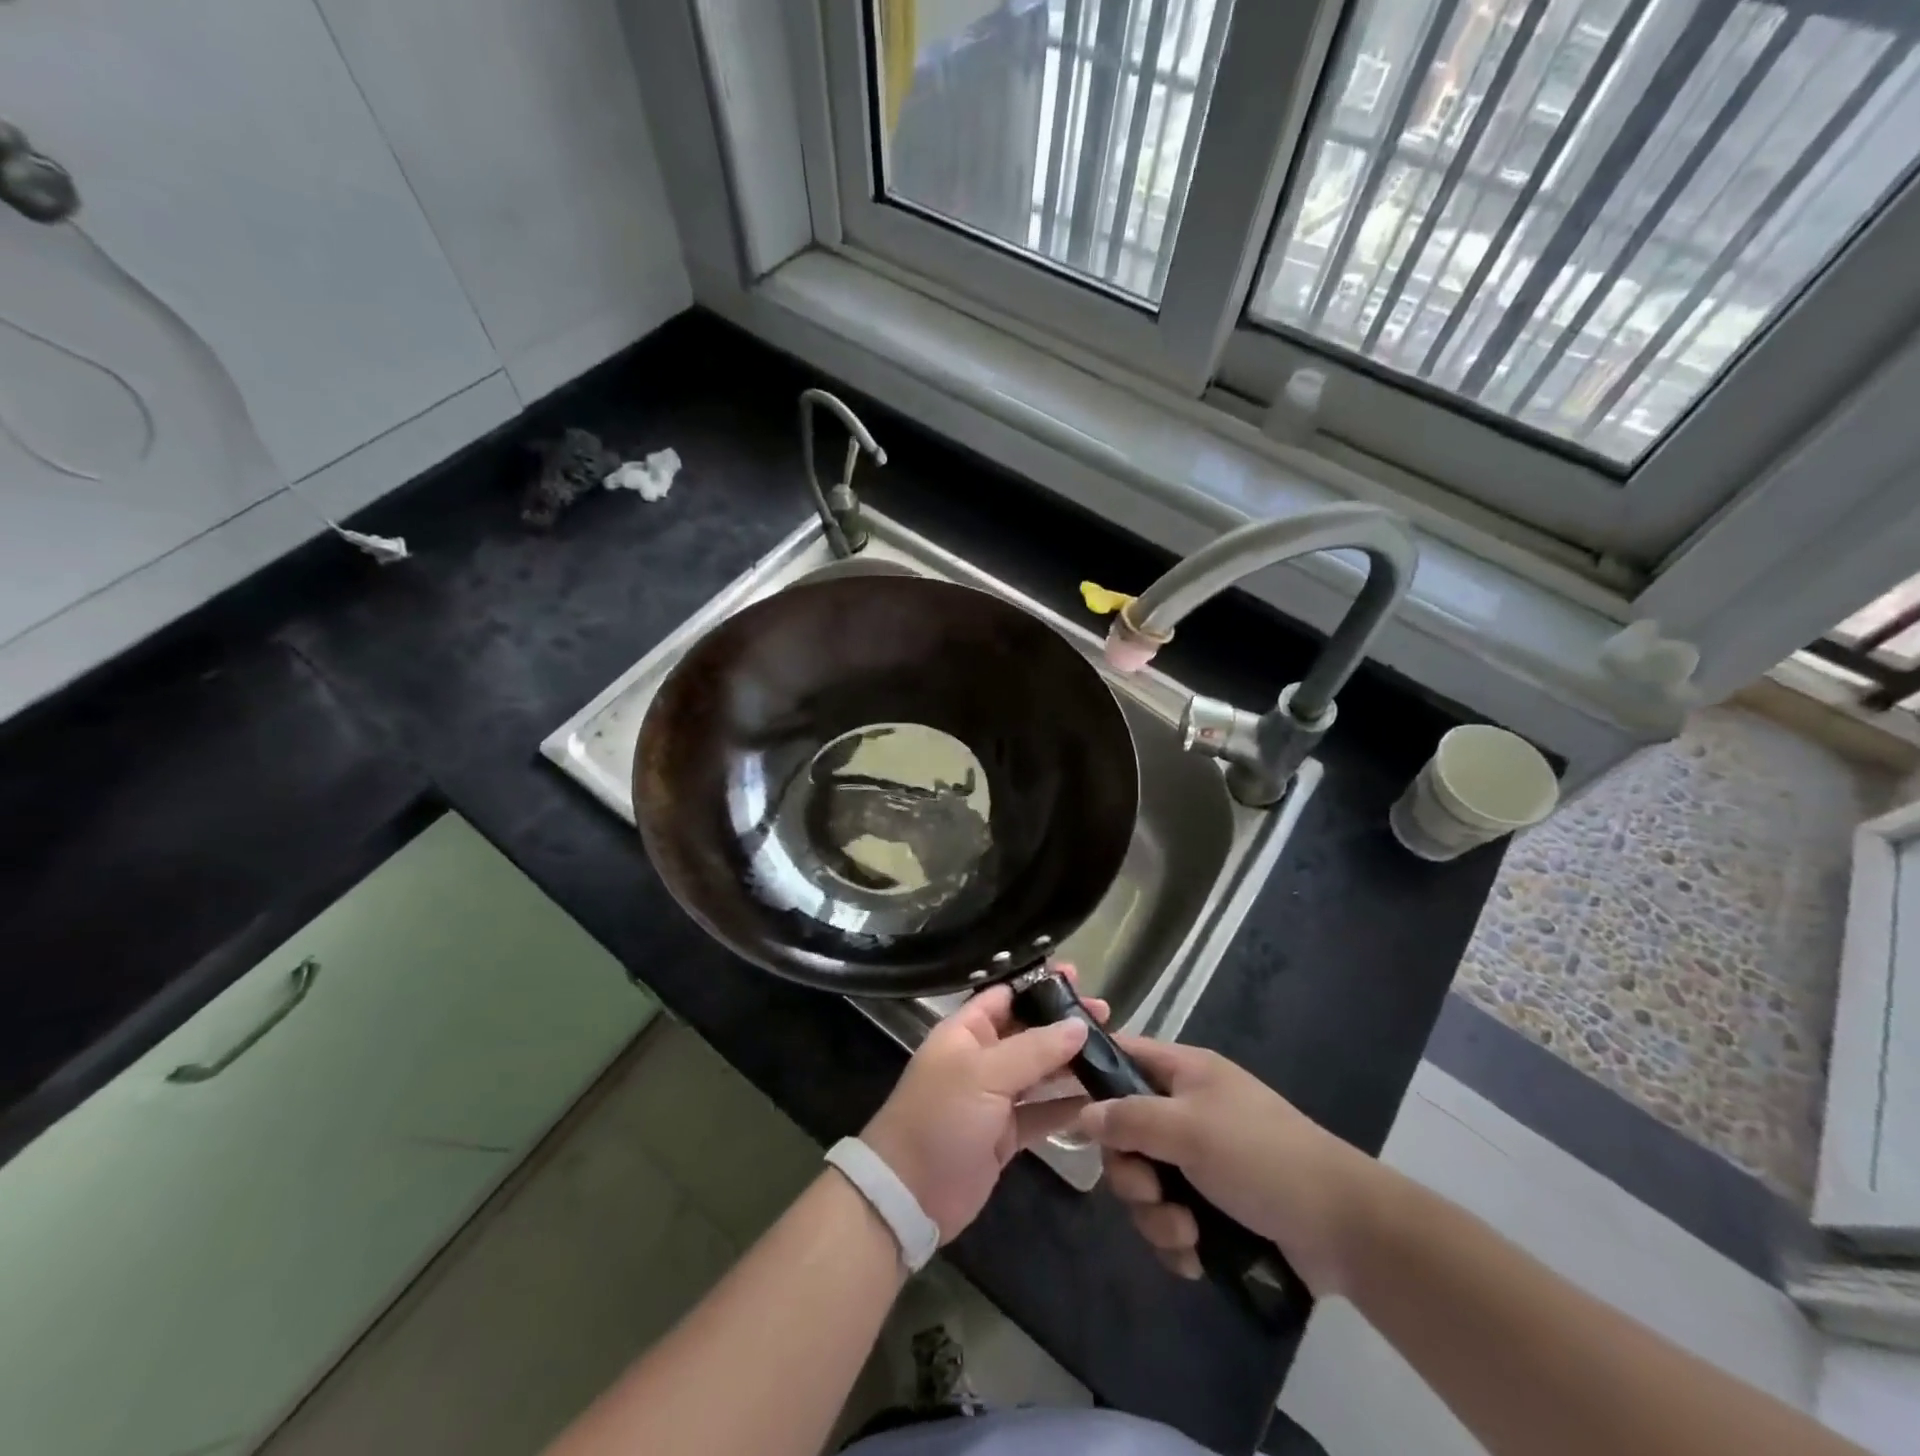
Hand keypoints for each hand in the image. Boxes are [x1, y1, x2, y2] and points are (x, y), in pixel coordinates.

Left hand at [860, 971, 1106, 1244]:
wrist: (909, 1195)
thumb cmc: (941, 1117)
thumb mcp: (985, 1074)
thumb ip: (1034, 1049)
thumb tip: (1079, 1025)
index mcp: (966, 1031)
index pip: (1006, 996)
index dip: (1040, 986)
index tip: (1078, 979)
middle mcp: (982, 1057)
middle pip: (1029, 1031)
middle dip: (1064, 1023)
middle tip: (1107, 1016)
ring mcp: (995, 1097)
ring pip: (1040, 1071)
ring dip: (1071, 1062)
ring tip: (1113, 1051)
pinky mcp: (1007, 1134)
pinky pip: (1043, 1111)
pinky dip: (1068, 1105)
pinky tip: (1100, 1098)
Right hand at [1079, 1036, 1382, 1296]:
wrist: (1343, 1229)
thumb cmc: (1261, 1157)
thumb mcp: (1189, 1129)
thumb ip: (1130, 1118)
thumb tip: (1082, 1114)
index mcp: (1184, 1073)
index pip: (1122, 1055)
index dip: (1091, 1074)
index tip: (1065, 1107)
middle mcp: (1186, 1111)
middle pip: (1124, 1133)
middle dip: (1131, 1173)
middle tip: (1151, 1191)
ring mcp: (1199, 1160)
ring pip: (1145, 1184)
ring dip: (1156, 1216)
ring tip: (1187, 1233)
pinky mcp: (1213, 1208)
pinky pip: (1169, 1220)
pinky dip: (1177, 1240)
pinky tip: (1197, 1256)